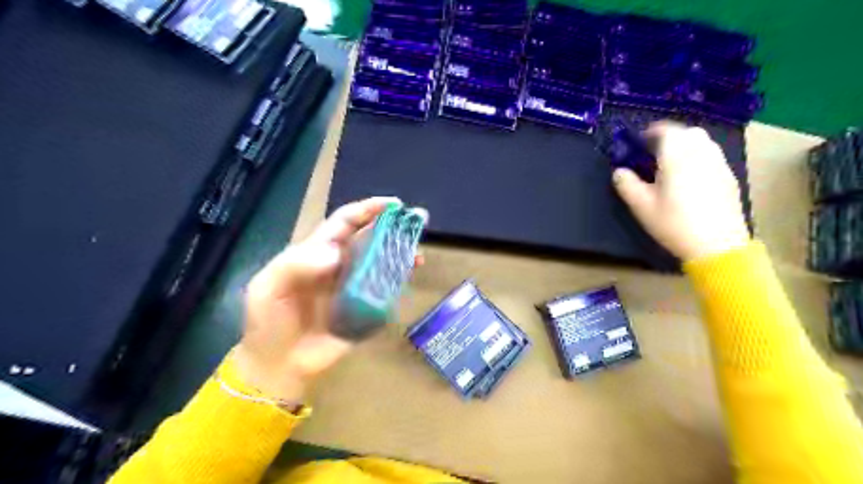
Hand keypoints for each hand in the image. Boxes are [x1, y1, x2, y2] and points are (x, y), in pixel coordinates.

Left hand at [236, 196, 398, 400]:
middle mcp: (341, 264)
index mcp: (317, 252)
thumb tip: (338, 255)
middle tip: (417, 221)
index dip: (367, 209)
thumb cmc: (269, 321)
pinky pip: (386, 290)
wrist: (279, 364)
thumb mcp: (268, 288)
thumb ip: (296, 266)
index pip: (345, 222)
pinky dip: (400, 281)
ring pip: (382, 262)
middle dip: (393, 227)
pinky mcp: (366, 308)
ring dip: (401, 254)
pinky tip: (410, 278)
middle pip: (370, 238)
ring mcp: (355, 286)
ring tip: (418, 254)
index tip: (393, 204)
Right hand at [613, 123, 749, 261]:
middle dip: (668, 137)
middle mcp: (702, 152)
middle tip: (652, 153)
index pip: (665, 130)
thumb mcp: (641, 206)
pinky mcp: (729, 176)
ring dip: (685, 145)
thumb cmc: (674, 223)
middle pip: (686, 132)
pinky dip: (698, 157)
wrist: (717, 245)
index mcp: (678, 155)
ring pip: (702, 142)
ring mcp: (719, 163)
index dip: (649, 133)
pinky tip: (689, 177)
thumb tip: (619, 170)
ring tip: (670, 164)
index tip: (637, 143)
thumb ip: (626, 184)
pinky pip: (711, 156)